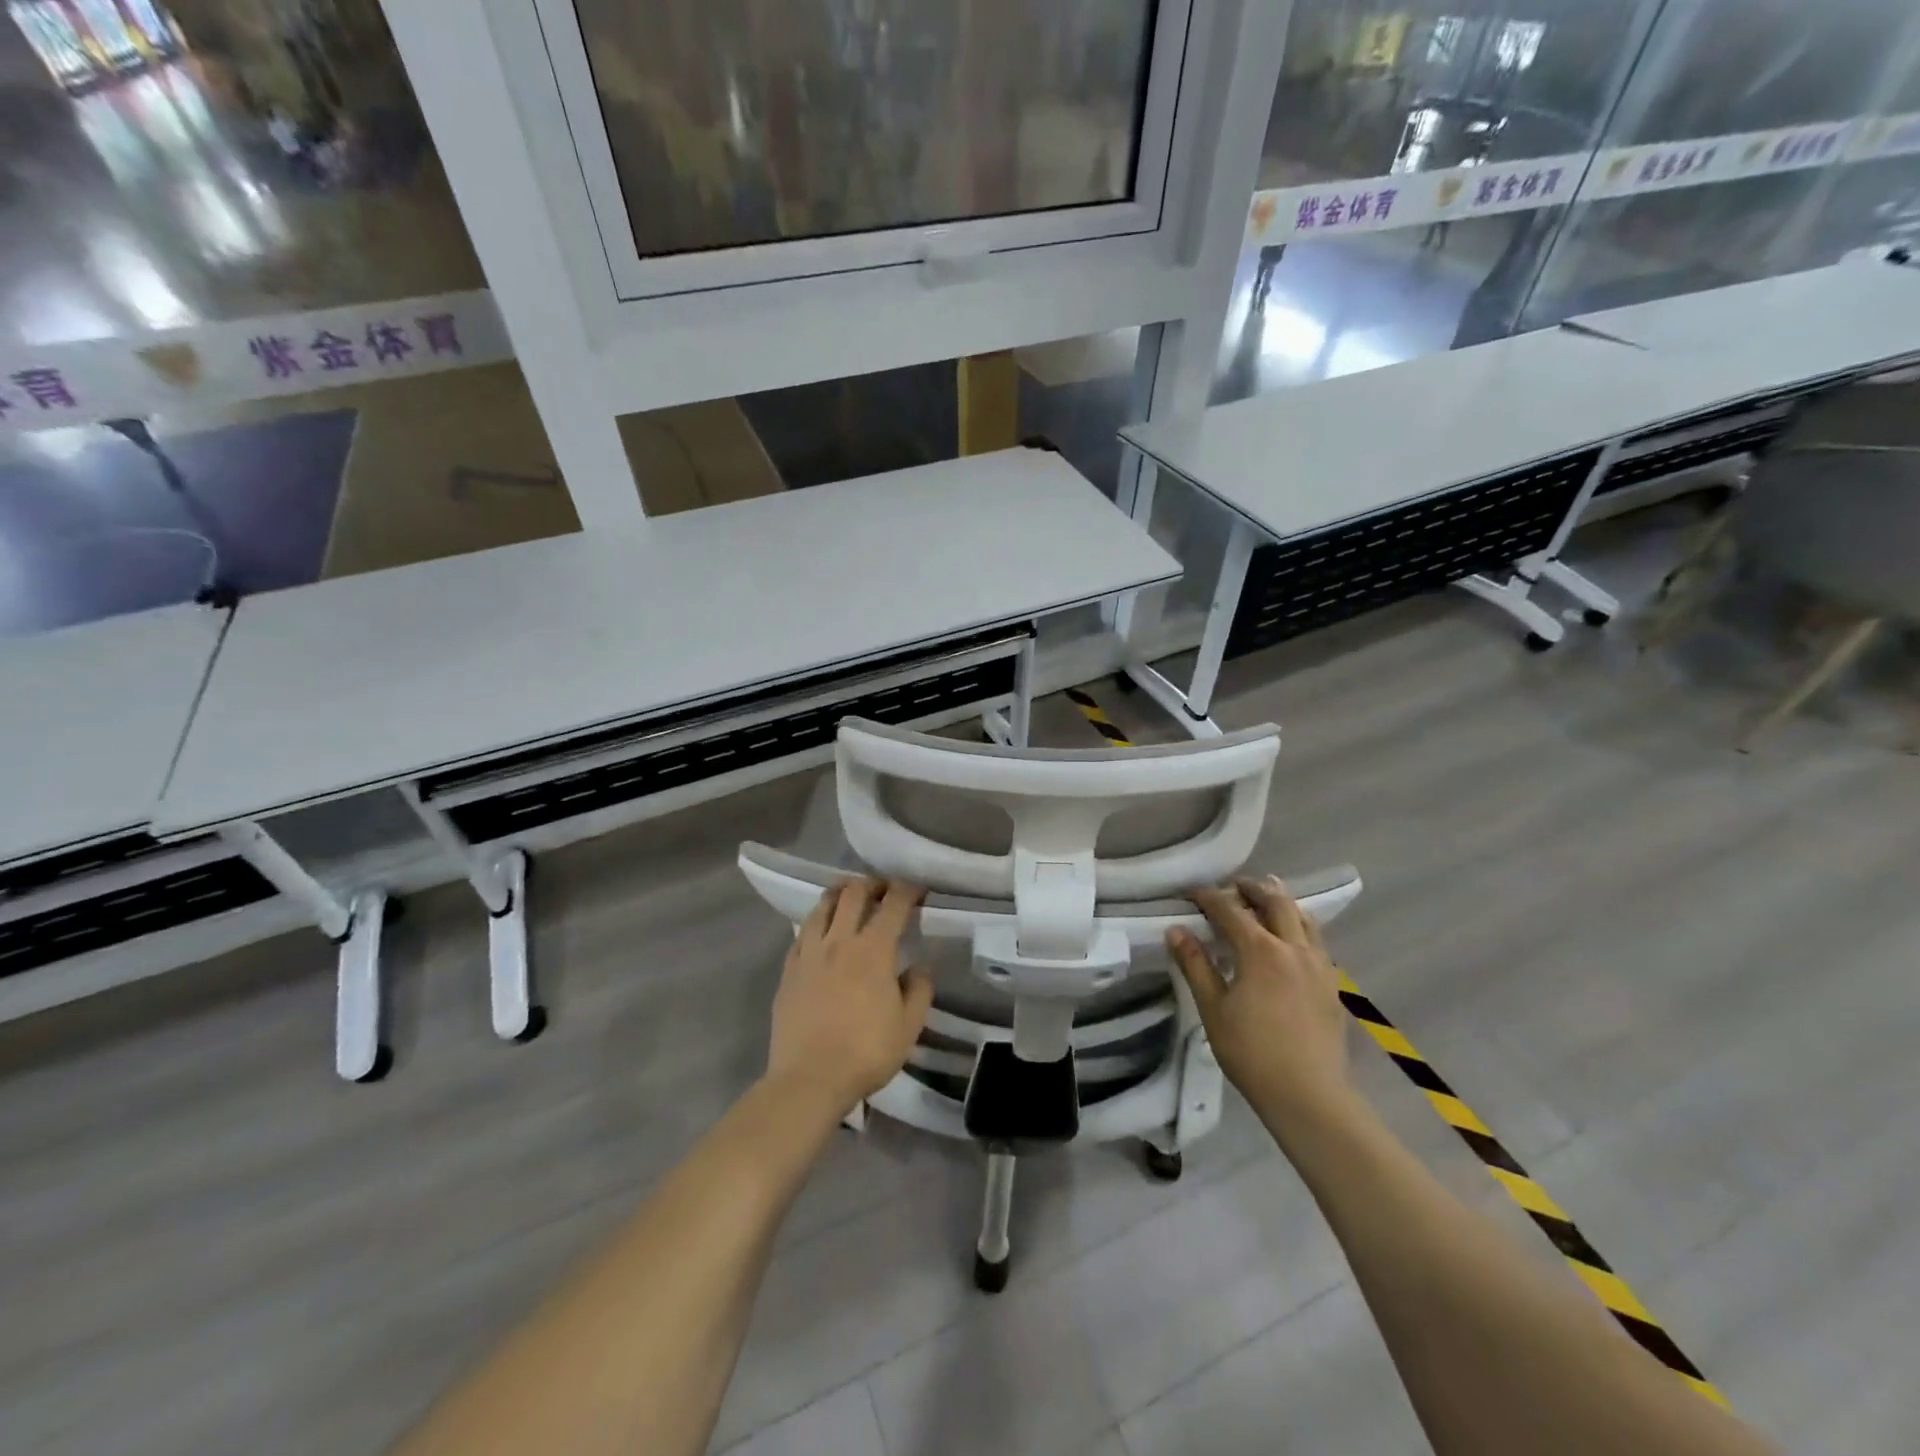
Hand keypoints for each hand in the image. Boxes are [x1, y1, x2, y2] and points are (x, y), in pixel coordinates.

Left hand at [766, 878, 934, 1122]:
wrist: (809, 1079)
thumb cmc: (866, 1053)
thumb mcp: (909, 1026)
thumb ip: (919, 990)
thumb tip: (919, 967)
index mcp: (874, 950)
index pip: (893, 904)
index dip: (907, 890)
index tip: (917, 890)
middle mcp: (840, 941)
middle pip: (853, 894)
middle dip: (872, 883)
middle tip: (883, 888)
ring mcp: (809, 953)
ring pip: (823, 906)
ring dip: (840, 894)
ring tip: (849, 898)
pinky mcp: (788, 969)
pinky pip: (802, 933)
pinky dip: (816, 922)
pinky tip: (820, 930)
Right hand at [1167, 878, 1352, 1119]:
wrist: (1309, 1095)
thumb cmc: (1252, 1052)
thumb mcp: (1213, 1008)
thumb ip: (1195, 965)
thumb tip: (1176, 930)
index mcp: (1261, 951)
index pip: (1230, 910)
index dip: (1208, 896)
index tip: (1191, 891)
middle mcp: (1293, 948)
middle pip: (1275, 902)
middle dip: (1252, 888)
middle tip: (1233, 886)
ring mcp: (1319, 964)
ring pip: (1304, 917)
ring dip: (1281, 902)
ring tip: (1266, 898)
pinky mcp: (1332, 983)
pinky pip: (1317, 939)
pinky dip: (1300, 925)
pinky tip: (1291, 937)